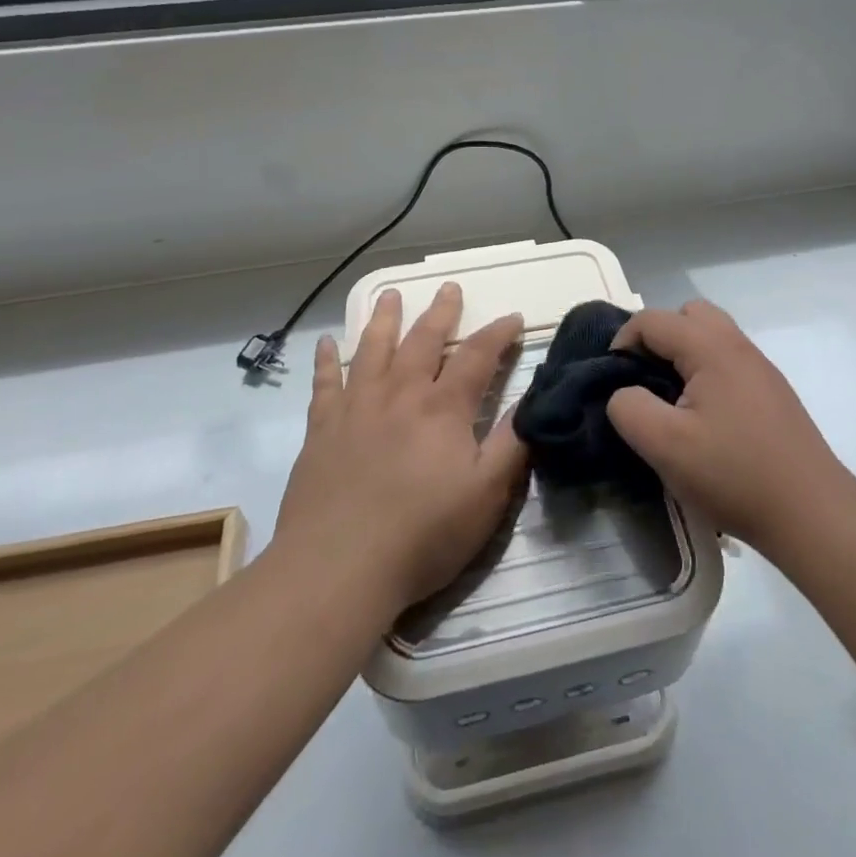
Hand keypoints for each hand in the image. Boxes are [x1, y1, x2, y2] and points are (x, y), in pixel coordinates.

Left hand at [275, 284, 526, 615]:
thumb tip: (533, 400)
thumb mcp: (486, 496)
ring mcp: (356, 408)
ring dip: (384, 319)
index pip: (477, 357)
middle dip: (440, 312)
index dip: (498, 334)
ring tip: (390, 294)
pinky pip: (324, 383)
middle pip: (423, 341)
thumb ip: (512, 444)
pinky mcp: (322, 429)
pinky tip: (325, 342)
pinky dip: (326, 360)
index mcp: (443, 409)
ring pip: (373, 350)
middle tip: (449, 287)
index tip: (511, 317)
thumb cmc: (422, 535)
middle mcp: (400, 395)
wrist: (337, 569)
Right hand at [606, 299, 846, 554]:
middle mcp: (738, 346)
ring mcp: (760, 368)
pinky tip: (704, 419)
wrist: (811, 512)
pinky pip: (728, 361)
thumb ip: (629, 408)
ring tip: (670, 399)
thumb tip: (624, 393)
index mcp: (711, 347)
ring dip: (683, 355)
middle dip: (657, 338)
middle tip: (644, 378)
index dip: (622, 342)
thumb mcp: (665, 445)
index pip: (652, 320)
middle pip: (687, 315)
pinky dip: (705, 372)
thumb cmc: (734, 474)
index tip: (613, 381)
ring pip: (710, 337)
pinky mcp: (772, 393)